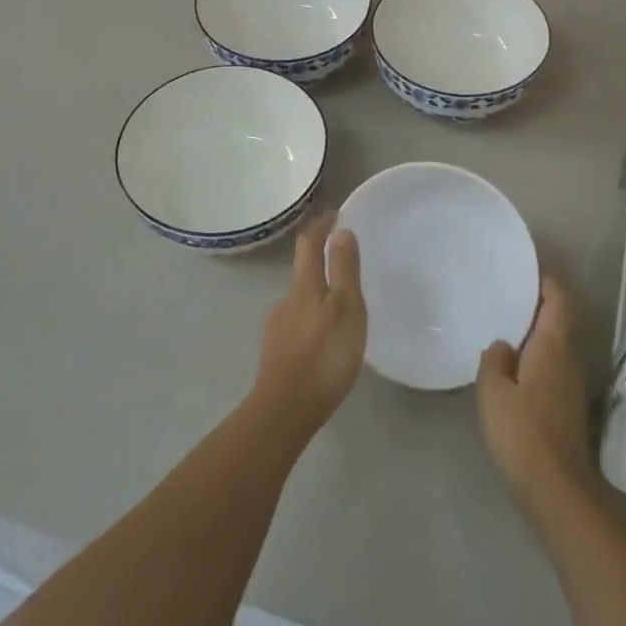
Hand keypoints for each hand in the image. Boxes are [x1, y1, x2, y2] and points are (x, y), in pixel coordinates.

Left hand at [252, 212, 366, 437]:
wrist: (284, 411)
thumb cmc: (323, 356)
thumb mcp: (345, 309)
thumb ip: (343, 271)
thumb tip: (341, 231)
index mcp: (304, 287)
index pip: (309, 245)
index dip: (320, 226)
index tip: (333, 214)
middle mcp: (286, 301)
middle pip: (304, 273)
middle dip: (322, 263)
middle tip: (348, 266)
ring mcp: (278, 328)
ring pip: (302, 301)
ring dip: (320, 295)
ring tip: (344, 308)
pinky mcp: (278, 353)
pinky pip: (300, 325)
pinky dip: (314, 321)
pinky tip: (326, 340)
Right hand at [476, 275, 596, 515]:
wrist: (555, 489)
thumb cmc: (521, 433)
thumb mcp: (493, 393)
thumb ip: (494, 361)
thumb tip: (502, 345)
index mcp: (553, 347)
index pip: (558, 301)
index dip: (546, 282)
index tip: (526, 269)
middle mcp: (569, 359)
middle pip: (559, 320)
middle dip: (538, 304)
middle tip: (507, 293)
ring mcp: (571, 384)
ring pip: (556, 344)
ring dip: (536, 331)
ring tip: (505, 323)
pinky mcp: (567, 406)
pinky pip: (553, 365)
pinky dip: (536, 355)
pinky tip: (512, 365)